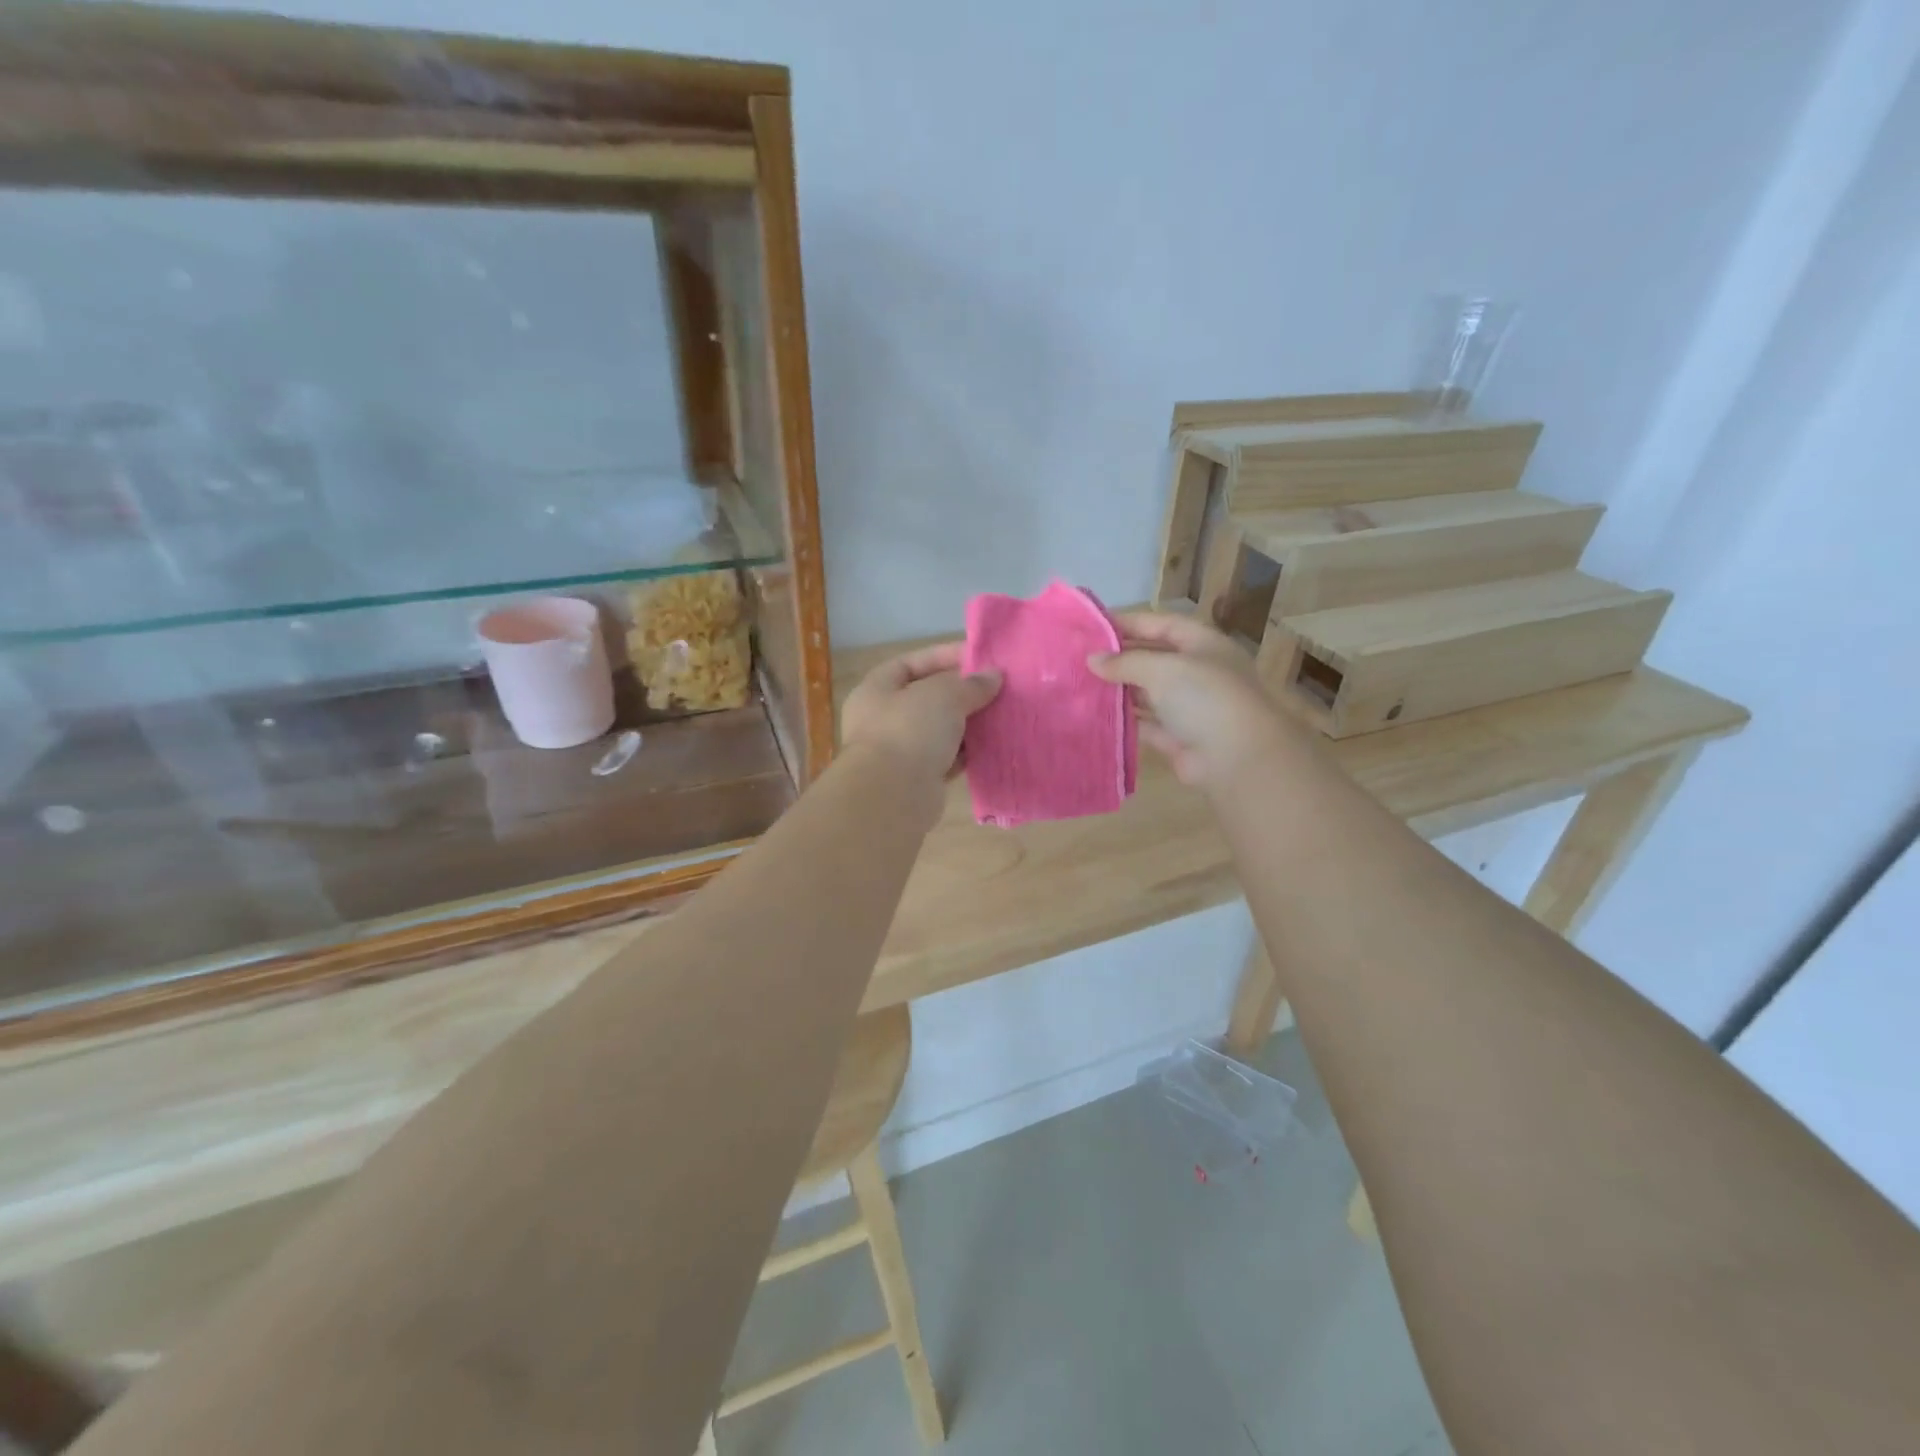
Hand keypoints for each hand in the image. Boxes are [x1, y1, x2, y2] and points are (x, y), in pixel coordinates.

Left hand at [840, 642, 1000, 787]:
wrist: (893, 796)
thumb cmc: (910, 731)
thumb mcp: (943, 695)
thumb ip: (970, 684)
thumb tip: (993, 677)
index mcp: (876, 690)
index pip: (911, 663)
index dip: (944, 656)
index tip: (980, 658)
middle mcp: (883, 718)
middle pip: (927, 697)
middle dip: (961, 692)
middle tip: (997, 688)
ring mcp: (899, 751)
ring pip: (939, 730)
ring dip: (968, 723)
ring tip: (1000, 714)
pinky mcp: (917, 779)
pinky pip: (947, 758)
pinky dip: (967, 752)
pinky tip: (992, 745)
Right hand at [1088, 612, 1292, 789]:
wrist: (1237, 758)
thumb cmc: (1205, 698)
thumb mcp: (1163, 669)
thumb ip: (1125, 662)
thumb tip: (1092, 659)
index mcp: (1204, 645)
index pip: (1163, 624)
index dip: (1130, 622)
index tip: (1093, 627)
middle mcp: (1198, 673)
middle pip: (1154, 658)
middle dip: (1120, 658)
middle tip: (1081, 658)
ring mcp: (1189, 707)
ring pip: (1148, 692)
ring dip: (1119, 689)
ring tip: (1082, 684)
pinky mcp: (1178, 738)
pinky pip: (1146, 723)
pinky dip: (1124, 720)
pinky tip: (1096, 715)